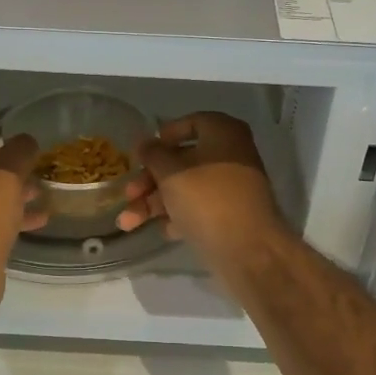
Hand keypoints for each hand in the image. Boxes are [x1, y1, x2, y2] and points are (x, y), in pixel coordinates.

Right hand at [115, 113, 288, 259]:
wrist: (248, 250)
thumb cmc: (207, 199)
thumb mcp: (171, 172)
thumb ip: (153, 154)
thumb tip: (144, 143)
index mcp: (223, 133)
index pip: (190, 123)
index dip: (163, 137)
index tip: (142, 154)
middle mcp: (231, 155)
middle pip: (182, 161)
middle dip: (149, 180)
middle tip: (128, 194)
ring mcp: (231, 188)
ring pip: (186, 188)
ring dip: (154, 203)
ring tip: (127, 223)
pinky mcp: (229, 216)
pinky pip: (198, 209)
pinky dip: (178, 217)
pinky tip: (163, 231)